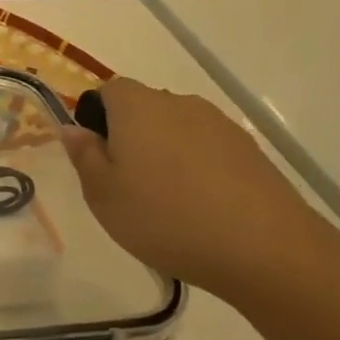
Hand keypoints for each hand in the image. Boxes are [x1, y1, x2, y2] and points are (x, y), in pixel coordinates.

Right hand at [63, 77, 339, 308]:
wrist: (266, 250)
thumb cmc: (165, 217)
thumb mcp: (102, 194)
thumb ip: (83, 155)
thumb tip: (73, 128)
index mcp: (138, 106)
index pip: (108, 90)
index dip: (97, 117)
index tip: (98, 156)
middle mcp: (179, 103)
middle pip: (145, 108)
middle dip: (131, 136)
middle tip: (126, 183)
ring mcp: (221, 125)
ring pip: (178, 130)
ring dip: (166, 153)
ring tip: (167, 201)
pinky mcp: (251, 151)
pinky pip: (208, 150)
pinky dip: (198, 169)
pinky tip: (201, 208)